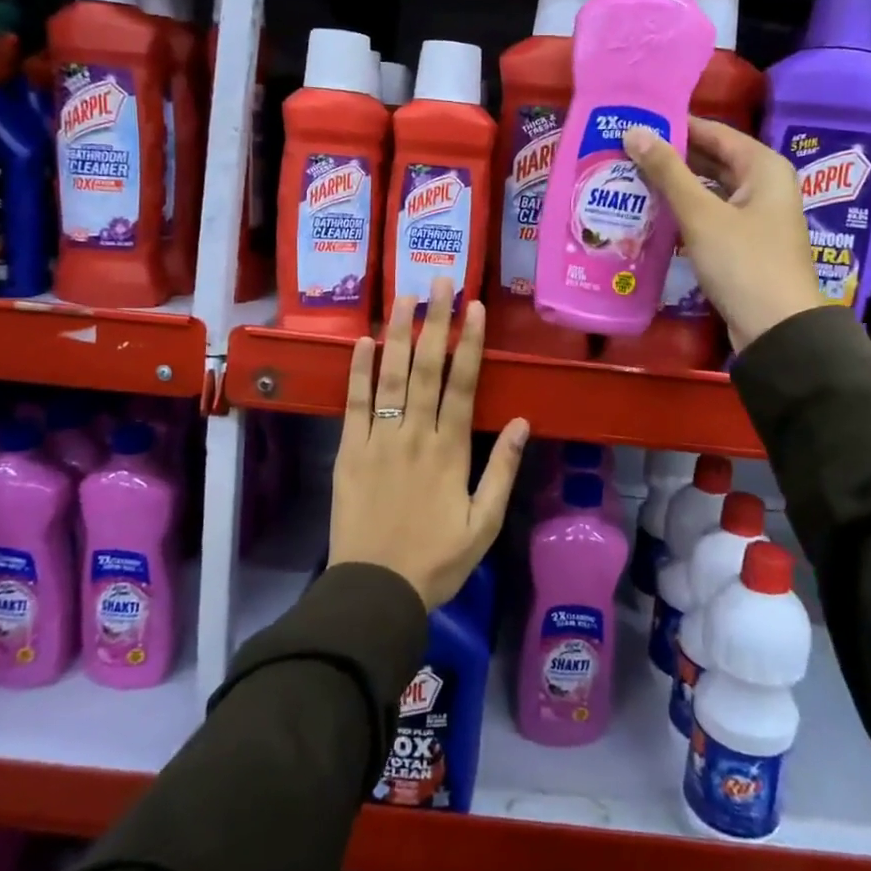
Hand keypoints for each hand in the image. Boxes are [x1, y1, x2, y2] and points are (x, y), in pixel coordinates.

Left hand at [328, 278, 529, 611]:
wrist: (376, 590)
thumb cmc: (436, 560)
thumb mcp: (483, 524)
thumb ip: (502, 470)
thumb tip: (521, 421)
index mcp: (450, 452)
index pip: (461, 385)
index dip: (469, 344)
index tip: (473, 307)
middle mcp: (414, 436)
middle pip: (425, 369)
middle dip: (434, 322)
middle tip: (440, 280)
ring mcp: (377, 441)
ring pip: (389, 378)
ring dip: (397, 334)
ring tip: (403, 296)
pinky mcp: (348, 453)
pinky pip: (353, 405)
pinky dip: (358, 372)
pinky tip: (363, 342)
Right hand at [623, 117, 821, 350]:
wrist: (776, 328)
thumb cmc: (743, 262)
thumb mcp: (701, 214)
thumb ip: (668, 172)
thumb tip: (634, 131)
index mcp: (763, 167)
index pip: (714, 132)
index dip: (676, 126)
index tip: (636, 122)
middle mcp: (764, 185)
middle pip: (713, 160)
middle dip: (672, 157)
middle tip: (626, 151)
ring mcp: (756, 217)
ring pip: (710, 190)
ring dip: (676, 186)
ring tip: (631, 178)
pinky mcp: (745, 244)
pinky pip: (711, 216)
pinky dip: (685, 212)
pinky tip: (653, 214)